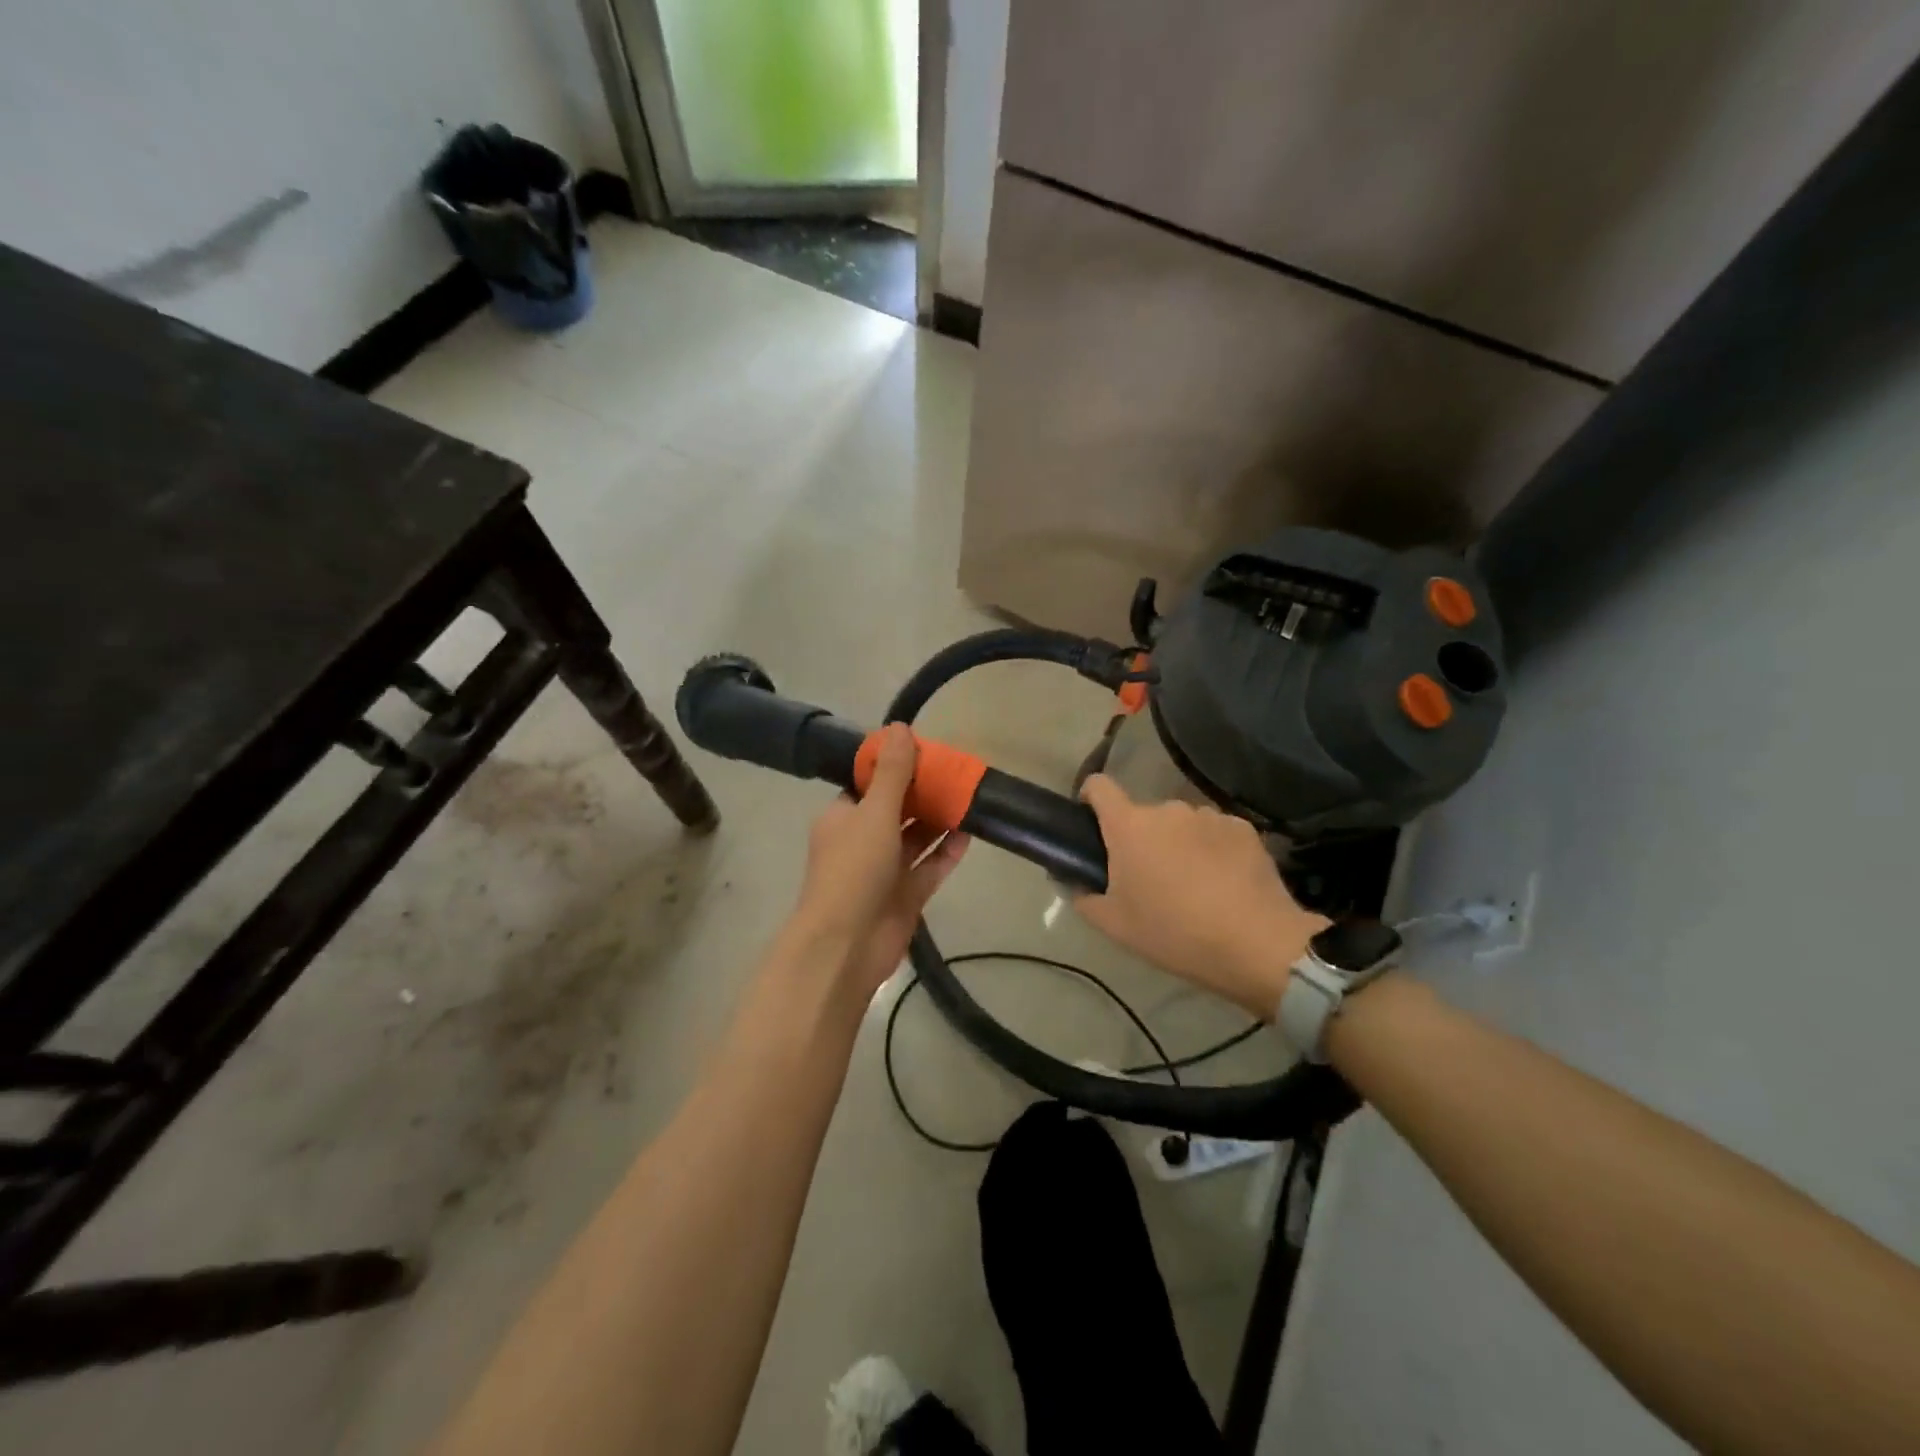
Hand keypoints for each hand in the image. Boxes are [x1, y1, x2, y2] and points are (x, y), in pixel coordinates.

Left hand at [788, 724, 970, 996]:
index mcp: (843, 817)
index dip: (895, 767)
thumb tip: (899, 727)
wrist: (846, 945)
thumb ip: (892, 773)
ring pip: (916, 838)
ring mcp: (884, 871)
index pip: (868, 784)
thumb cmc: (854, 870)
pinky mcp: (905, 895)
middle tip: (956, 772)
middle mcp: (862, 840)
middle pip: (896, 809)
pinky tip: (970, 834)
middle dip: (923, 793)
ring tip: (969, 797)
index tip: (926, 752)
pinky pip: (929, 867)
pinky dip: (946, 852)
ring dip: (939, 821)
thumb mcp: (874, 813)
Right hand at [1073, 775, 1327, 1016]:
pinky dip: (1212, 849)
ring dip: (1178, 843)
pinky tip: (1224, 883)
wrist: (1256, 944)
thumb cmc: (1174, 933)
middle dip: (1141, 838)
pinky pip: (1215, 832)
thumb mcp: (1114, 925)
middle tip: (1149, 879)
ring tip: (1192, 884)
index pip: (1098, 786)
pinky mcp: (1243, 827)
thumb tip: (1070, 879)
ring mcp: (1208, 815)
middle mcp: (1167, 809)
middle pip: (1143, 814)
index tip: (1092, 822)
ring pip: (1181, 824)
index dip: (1090, 798)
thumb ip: (1082, 895)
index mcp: (1129, 826)